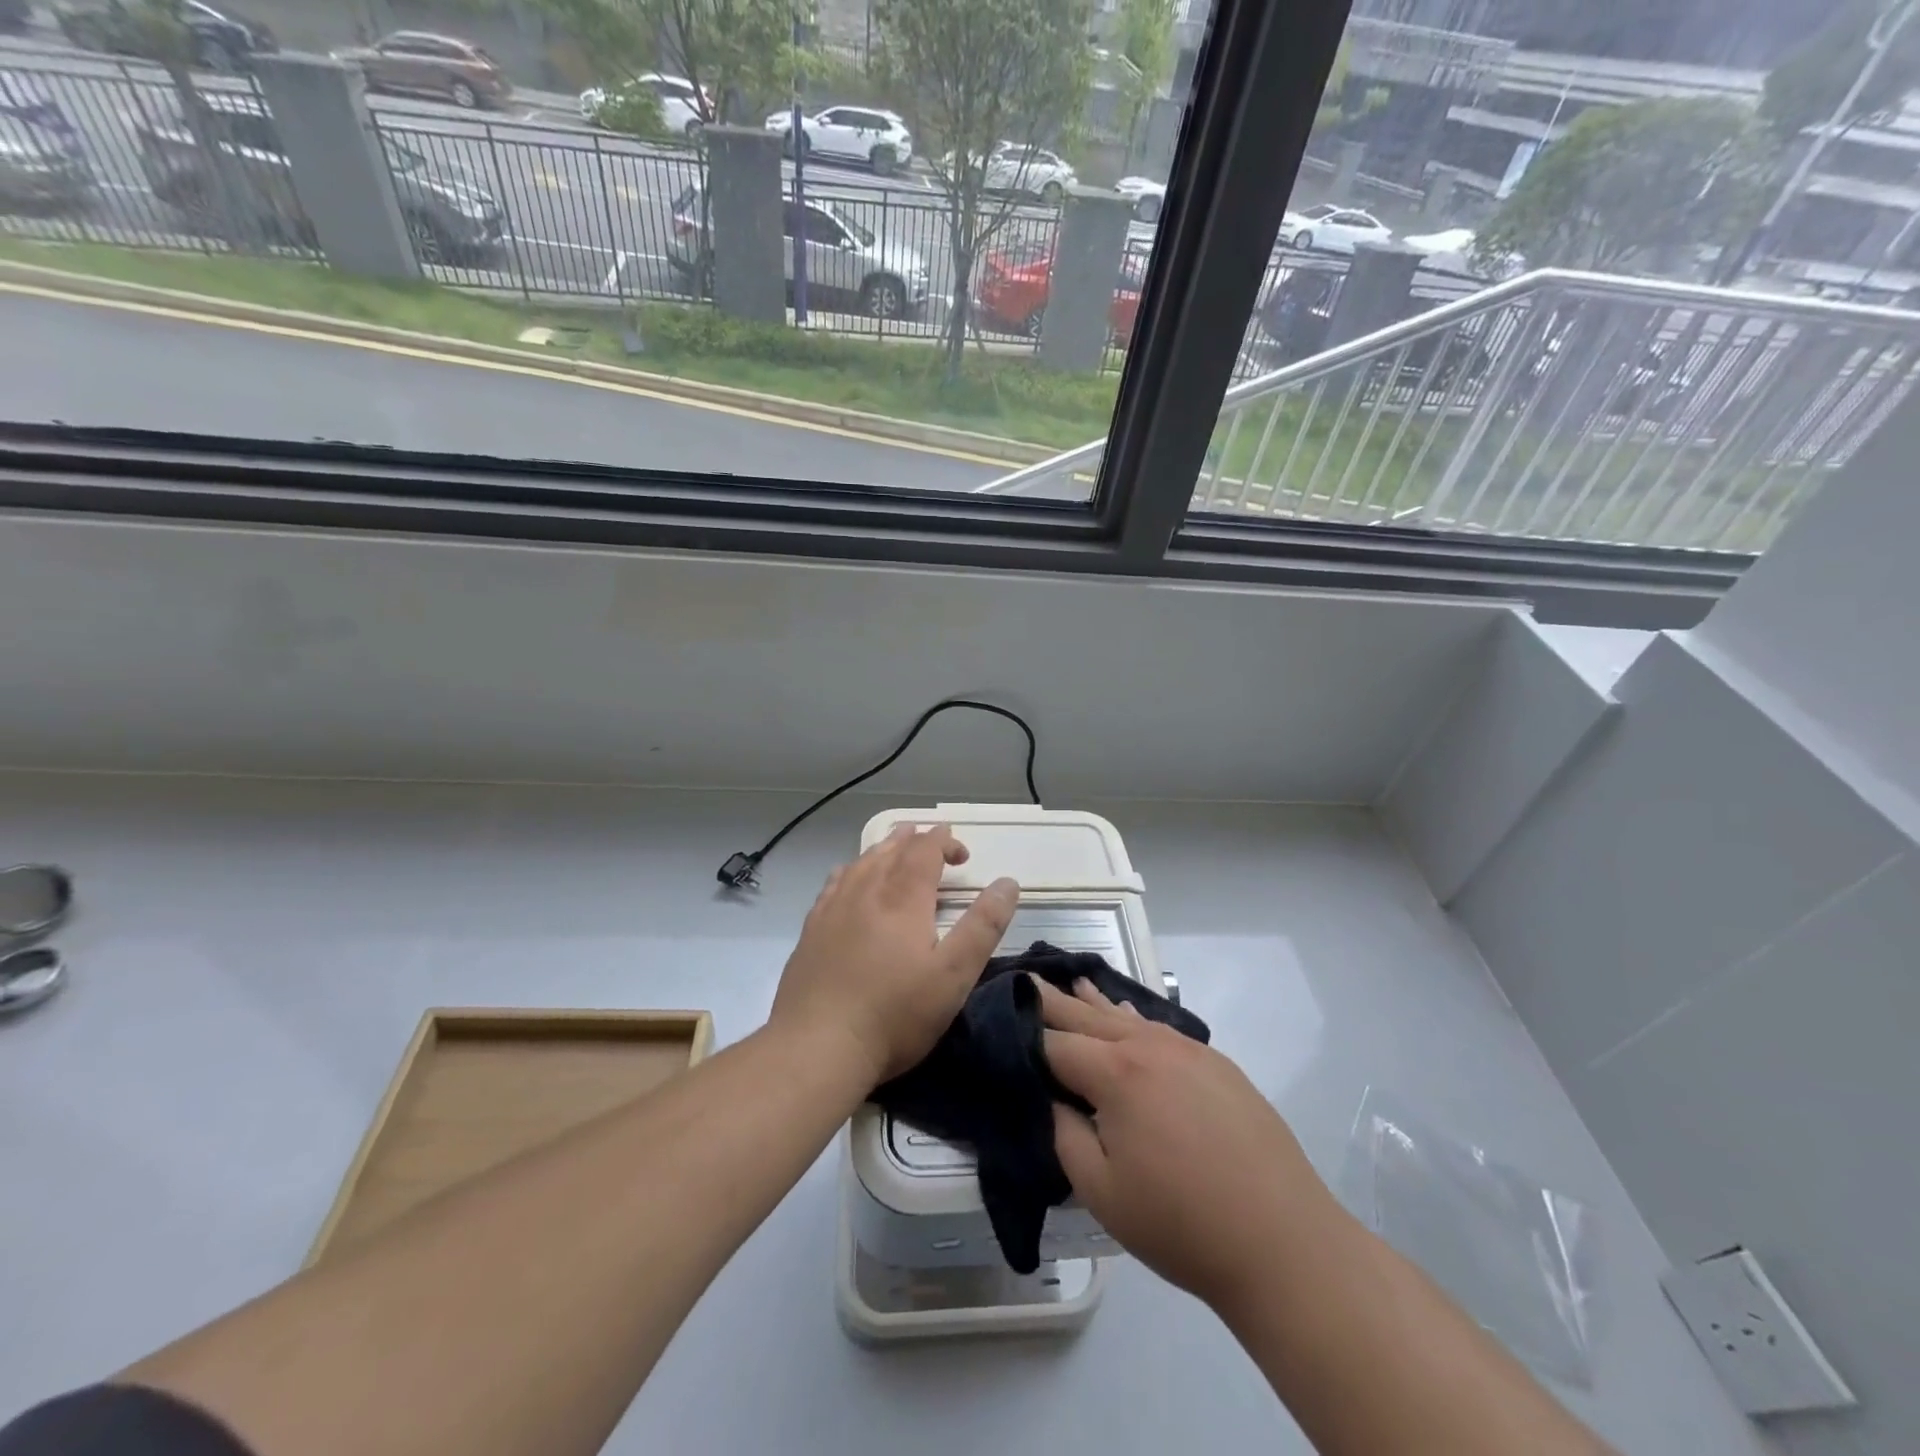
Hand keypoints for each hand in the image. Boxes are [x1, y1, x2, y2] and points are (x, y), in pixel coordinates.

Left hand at [770, 824, 1018, 1088]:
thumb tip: (1008, 882)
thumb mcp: (954, 974)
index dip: (944, 842)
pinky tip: (850, 879)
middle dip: (916, 840)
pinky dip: (852, 869)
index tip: (962, 853)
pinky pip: (834, 883)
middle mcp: (866, 891)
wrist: (817, 1046)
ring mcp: (833, 908)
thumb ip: (983, 926)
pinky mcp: (811, 930)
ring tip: (895, 845)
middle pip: (892, 849)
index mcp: (903, 897)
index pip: (925, 850)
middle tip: (932, 840)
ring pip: (861, 862)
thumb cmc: (895, 1013)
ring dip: (884, 849)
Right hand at [1041, 978, 1339, 1319]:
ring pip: (1126, 1015)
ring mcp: (1187, 1050)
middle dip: (1052, 1001)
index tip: (996, 1024)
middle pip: (1088, 1016)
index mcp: (1115, 1072)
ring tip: (1069, 982)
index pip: (1054, 1043)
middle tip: (1023, 978)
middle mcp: (1148, 1045)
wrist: (1283, 1241)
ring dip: (1093, 1002)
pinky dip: (1133, 1017)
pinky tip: (1126, 1012)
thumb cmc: (1181, 1223)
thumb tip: (1051, 1098)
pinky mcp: (1216, 1064)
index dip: (1022, 1037)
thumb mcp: (1101, 1192)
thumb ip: (1064, 1134)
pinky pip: (1160, 1028)